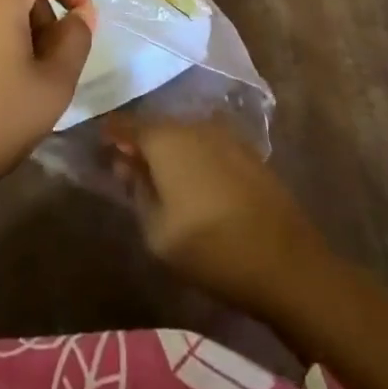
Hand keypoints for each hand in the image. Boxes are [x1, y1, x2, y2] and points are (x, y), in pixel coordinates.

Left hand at [0, 0, 96, 181]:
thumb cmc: (0, 114)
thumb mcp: (55, 82)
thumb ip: (76, 39)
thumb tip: (80, 13)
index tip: (83, 20)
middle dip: (46, 15)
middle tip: (56, 61)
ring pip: (0, 6)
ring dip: (24, 29)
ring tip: (30, 77)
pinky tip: (2, 79)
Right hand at [110, 116, 325, 319]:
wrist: (287, 263)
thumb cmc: (210, 248)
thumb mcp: (157, 232)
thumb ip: (136, 192)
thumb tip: (126, 165)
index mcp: (165, 138)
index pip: (126, 125)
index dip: (111, 134)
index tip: (100, 146)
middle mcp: (193, 125)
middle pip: (157, 126)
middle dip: (141, 142)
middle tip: (129, 166)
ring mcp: (225, 135)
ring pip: (185, 134)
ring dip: (170, 150)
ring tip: (163, 177)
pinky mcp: (249, 152)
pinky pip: (209, 146)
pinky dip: (196, 157)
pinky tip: (197, 182)